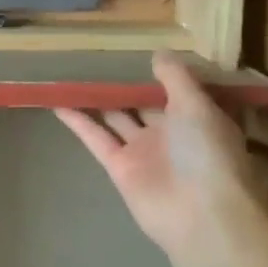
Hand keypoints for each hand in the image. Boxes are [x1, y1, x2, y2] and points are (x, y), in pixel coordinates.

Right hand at [55, 51, 250, 260]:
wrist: (202, 216)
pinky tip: (58, 101)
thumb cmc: (208, 154)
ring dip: (96, 100)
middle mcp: (169, 135)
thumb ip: (176, 78)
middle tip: (96, 57)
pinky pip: (95, 137)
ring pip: (115, 118)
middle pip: (141, 104)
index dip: (155, 73)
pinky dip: (78, 120)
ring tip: (72, 75)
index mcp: (195, 119)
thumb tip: (157, 53)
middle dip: (123, 85)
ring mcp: (142, 152)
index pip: (173, 91)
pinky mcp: (119, 167)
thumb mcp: (198, 106)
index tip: (135, 50)